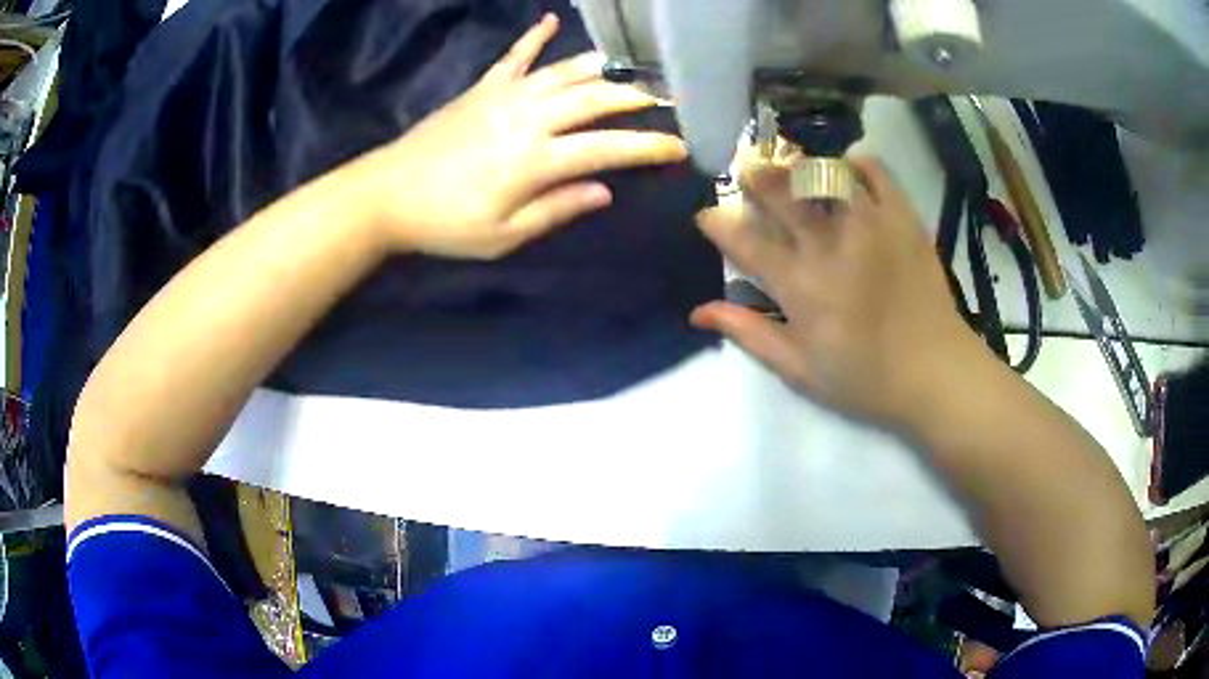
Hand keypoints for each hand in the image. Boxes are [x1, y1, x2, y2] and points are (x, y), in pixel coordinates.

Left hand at [355, 14, 687, 259]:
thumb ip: (556, 210)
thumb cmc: (446, 224)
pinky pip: (515, 56)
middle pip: (596, 99)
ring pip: (566, 72)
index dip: (650, 147)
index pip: (609, 148)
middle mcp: (530, 117)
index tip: (681, 146)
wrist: (387, 194)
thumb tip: (604, 192)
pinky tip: (551, 21)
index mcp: (538, 159)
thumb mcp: (504, 235)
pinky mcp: (482, 88)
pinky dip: (534, 37)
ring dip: (604, 68)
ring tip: (633, 67)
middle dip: (639, 98)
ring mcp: (505, 96)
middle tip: (668, 99)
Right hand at [693, 155, 986, 428]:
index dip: (718, 224)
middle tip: (747, 172)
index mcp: (800, 285)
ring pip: (823, 172)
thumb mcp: (800, 370)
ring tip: (794, 170)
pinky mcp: (903, 217)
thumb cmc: (866, 379)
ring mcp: (869, 224)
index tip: (706, 216)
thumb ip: (750, 333)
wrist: (936, 372)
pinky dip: (856, 163)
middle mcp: (830, 244)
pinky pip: (875, 171)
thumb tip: (699, 312)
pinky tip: (847, 170)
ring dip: (799, 165)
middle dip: (755, 177)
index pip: (745, 241)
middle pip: (780, 192)